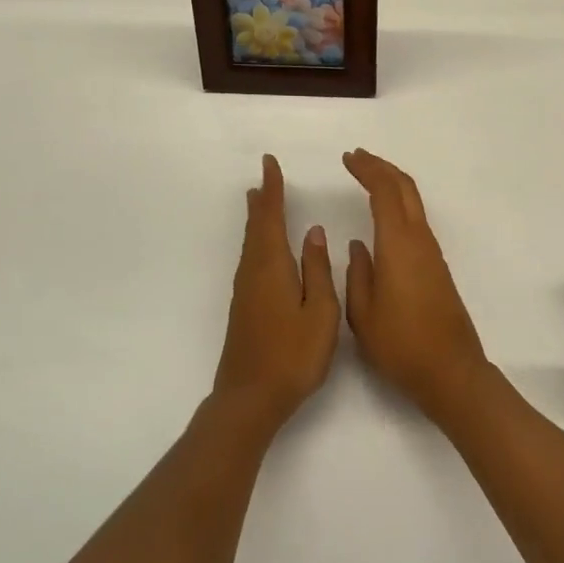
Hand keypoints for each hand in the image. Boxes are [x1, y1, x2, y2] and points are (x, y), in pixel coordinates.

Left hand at [212, 155, 341, 433]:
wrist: (250, 398)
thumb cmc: (292, 355)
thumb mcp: (319, 311)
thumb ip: (317, 269)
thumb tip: (313, 232)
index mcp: (272, 266)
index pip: (271, 217)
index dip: (272, 189)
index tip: (270, 164)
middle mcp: (253, 272)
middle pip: (256, 227)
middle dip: (262, 201)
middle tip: (264, 178)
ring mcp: (245, 292)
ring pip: (251, 244)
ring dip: (257, 220)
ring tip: (260, 203)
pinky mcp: (244, 308)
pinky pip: (251, 260)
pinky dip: (257, 242)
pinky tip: (263, 250)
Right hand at [342, 149, 489, 422]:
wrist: (450, 371)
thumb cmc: (400, 344)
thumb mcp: (362, 313)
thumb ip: (357, 274)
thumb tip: (359, 246)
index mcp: (398, 245)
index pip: (384, 192)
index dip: (366, 170)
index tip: (347, 159)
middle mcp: (419, 240)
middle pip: (405, 188)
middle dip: (381, 167)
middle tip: (357, 158)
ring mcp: (432, 253)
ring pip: (414, 202)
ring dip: (392, 184)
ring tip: (368, 178)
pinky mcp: (437, 266)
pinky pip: (416, 220)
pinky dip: (399, 204)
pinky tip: (385, 215)